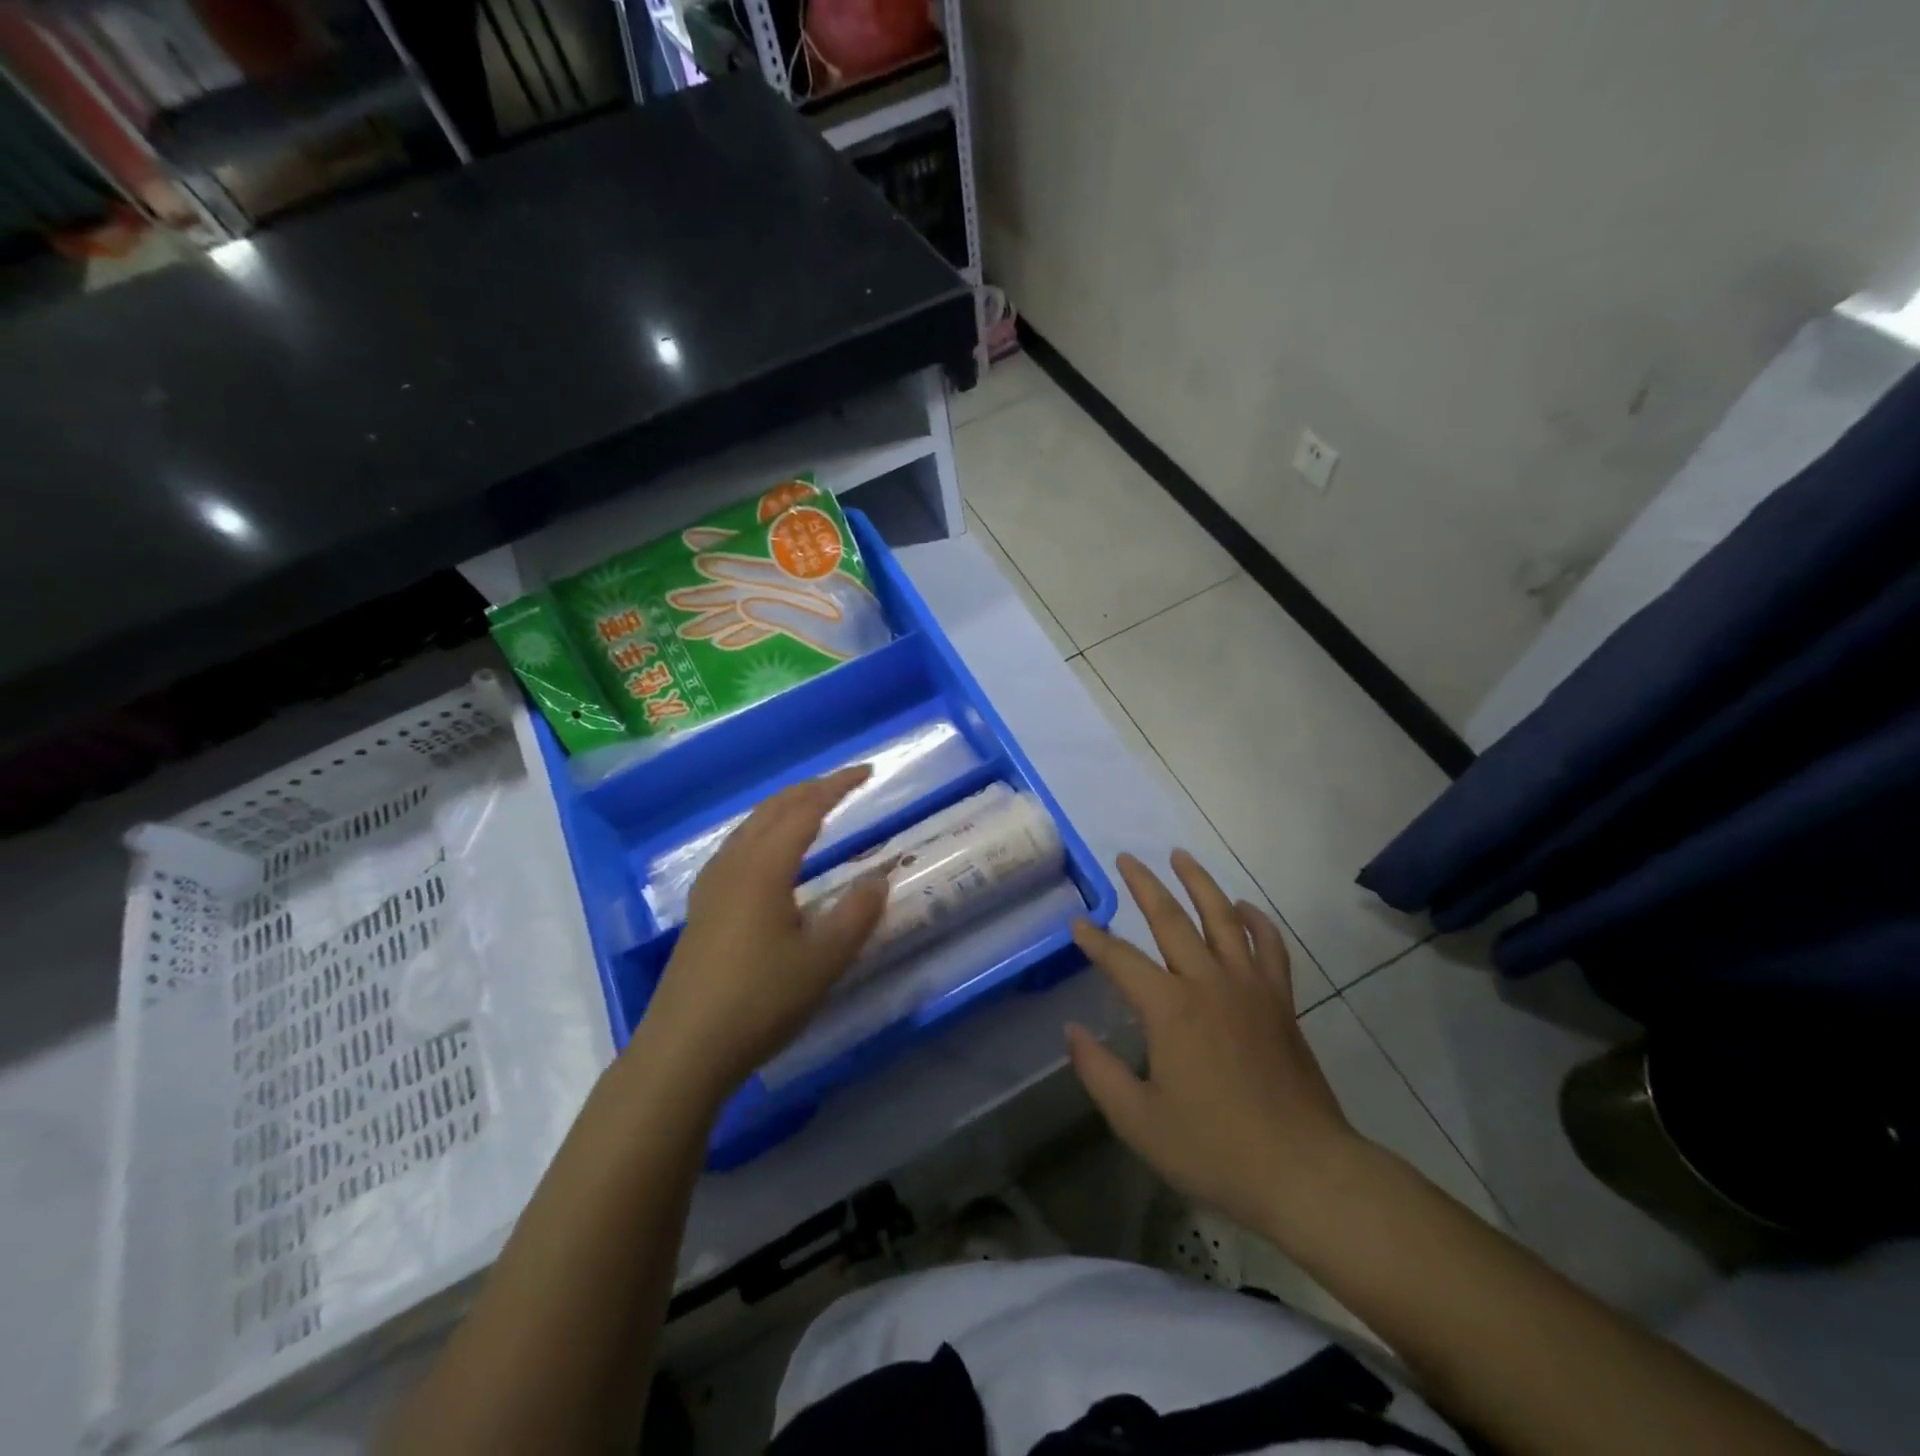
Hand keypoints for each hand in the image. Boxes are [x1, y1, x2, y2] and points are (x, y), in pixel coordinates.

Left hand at [635, 767, 888, 1111]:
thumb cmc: (759, 1002)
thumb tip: (879, 878)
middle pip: (772, 809)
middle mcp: (733, 865)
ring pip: (750, 826)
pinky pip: (737, 847)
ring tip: (812, 807)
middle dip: (810, 789)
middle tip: (845, 783)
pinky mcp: (702, 907)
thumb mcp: (822, 962)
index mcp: (764, 868)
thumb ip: (856, 915)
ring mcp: (711, 885)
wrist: (684, 1050)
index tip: (867, 772)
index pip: (805, 810)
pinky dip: (764, 830)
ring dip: (784, 808)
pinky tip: (769, 853)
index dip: (837, 787)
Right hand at [1066, 851, 1361, 1238]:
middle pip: (1172, 919)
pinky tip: (1244, 907)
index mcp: (1170, 1008)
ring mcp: (1250, 988)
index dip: (1095, 940)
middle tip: (1127, 858)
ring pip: (1223, 918)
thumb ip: (1098, 1071)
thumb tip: (1073, 1031)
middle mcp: (1209, 983)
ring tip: (1181, 856)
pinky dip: (1257, 921)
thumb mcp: (1138, 1120)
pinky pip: (1269, 947)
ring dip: (1200, 883)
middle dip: (1144, 886)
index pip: (1121, 960)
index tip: (1077, 923)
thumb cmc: (1214, 1149)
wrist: (1304, 1171)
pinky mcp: (1280, 1002)